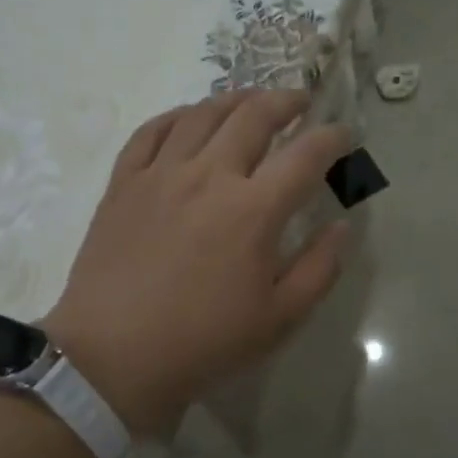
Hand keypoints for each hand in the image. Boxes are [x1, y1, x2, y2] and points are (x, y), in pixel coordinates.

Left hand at [44, 90, 352, 439]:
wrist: (113, 357)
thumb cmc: (204, 342)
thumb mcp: (280, 318)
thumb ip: (320, 268)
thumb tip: (342, 226)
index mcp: (253, 210)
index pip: (305, 155)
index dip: (332, 137)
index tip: (344, 134)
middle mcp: (209, 176)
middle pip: (254, 117)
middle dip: (286, 102)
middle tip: (300, 102)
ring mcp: (161, 174)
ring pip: (202, 114)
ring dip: (235, 100)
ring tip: (251, 102)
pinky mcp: (124, 183)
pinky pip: (151, 131)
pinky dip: (177, 116)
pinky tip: (188, 119)